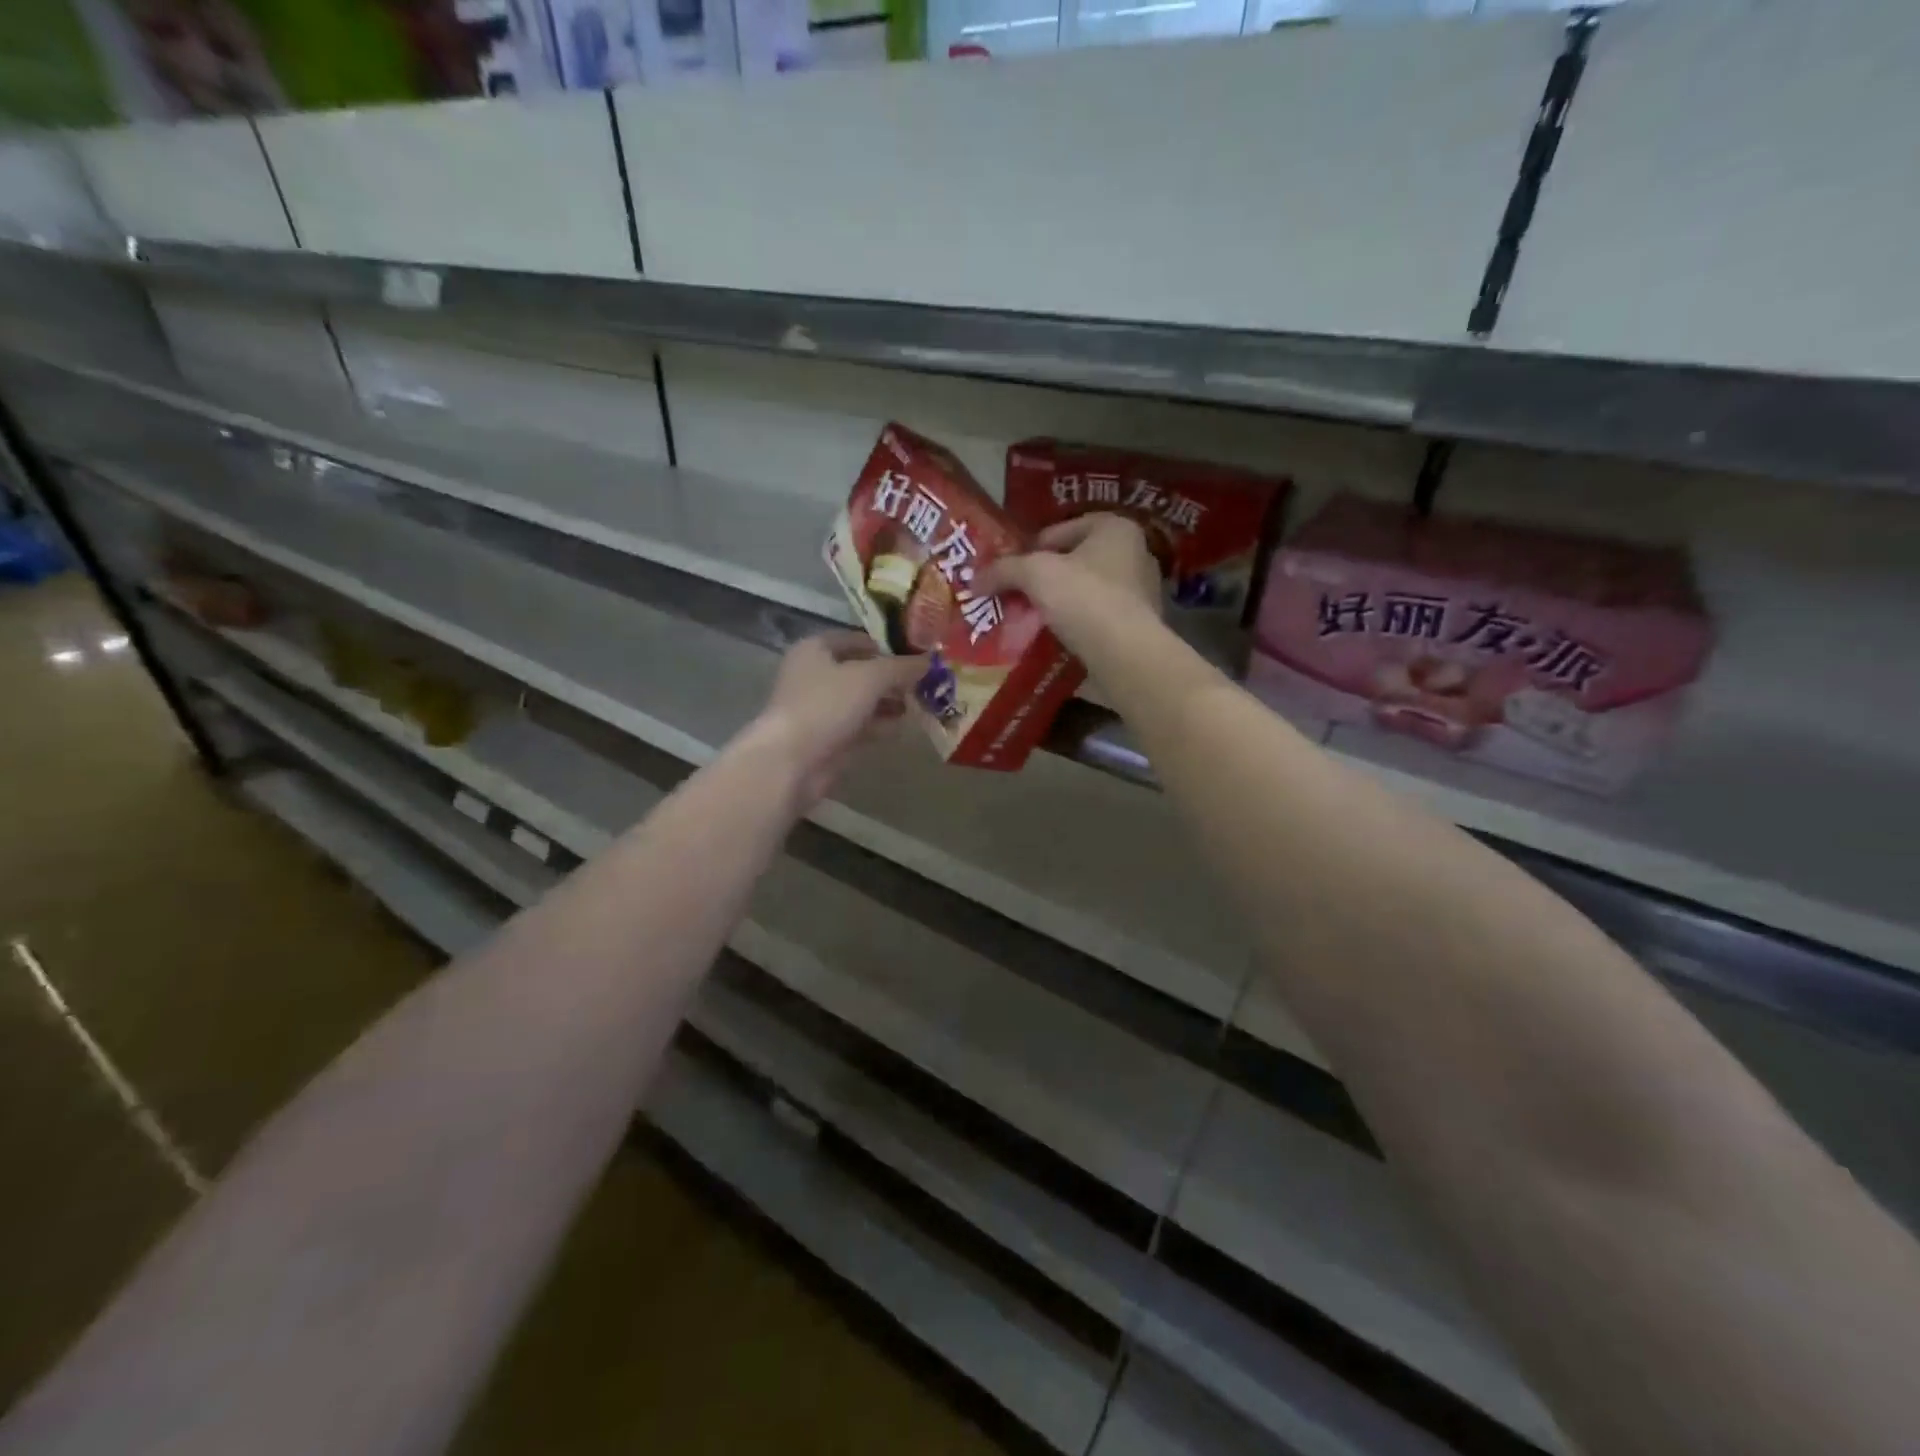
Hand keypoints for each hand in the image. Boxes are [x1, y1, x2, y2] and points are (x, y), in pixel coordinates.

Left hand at [740, 632, 928, 808]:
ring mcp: (820, 709)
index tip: (916, 653)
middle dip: (891, 677)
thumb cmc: (826, 705)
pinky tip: (903, 727)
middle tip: (925, 681)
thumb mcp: (870, 677)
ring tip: (921, 704)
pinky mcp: (828, 739)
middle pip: (860, 671)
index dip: (884, 644)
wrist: (792, 761)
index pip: (854, 639)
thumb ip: (901, 667)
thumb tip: (929, 661)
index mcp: (815, 650)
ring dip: (889, 702)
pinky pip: (860, 726)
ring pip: (861, 700)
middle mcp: (815, 675)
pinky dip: (880, 725)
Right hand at [976, 515, 1160, 656]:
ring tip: (1029, 621)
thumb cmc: (1084, 598)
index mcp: (1116, 529)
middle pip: (1075, 562)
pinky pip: (1097, 620)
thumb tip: (974, 580)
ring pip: (1086, 593)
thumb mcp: (1034, 574)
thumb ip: (1003, 570)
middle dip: (1045, 579)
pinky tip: (1053, 641)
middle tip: (1016, 596)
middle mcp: (1135, 555)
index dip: (1030, 548)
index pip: (1062, 529)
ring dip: (1059, 605)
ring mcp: (1141, 594)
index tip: (1010, 571)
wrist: (1125, 655)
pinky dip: (1075, 627)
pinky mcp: (1138, 628)